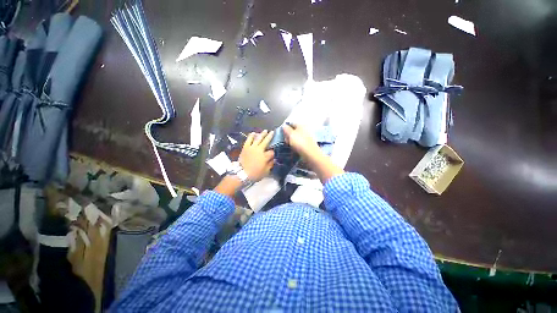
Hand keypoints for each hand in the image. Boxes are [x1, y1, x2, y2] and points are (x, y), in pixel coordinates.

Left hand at [239, 130, 274, 180]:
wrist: (241, 174)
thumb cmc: (255, 174)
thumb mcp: (265, 172)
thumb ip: (270, 165)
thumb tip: (274, 159)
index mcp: (265, 156)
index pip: (272, 152)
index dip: (274, 151)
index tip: (274, 151)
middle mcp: (259, 150)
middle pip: (266, 141)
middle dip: (270, 136)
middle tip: (272, 132)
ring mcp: (252, 147)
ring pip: (258, 138)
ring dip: (262, 134)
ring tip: (265, 130)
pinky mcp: (245, 147)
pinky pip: (248, 139)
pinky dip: (251, 135)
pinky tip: (253, 133)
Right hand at [283, 123, 343, 182]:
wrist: (311, 155)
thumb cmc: (300, 143)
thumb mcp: (291, 135)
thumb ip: (286, 129)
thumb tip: (284, 126)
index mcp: (301, 125)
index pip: (291, 123)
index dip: (285, 128)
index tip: (282, 134)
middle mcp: (305, 129)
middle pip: (294, 130)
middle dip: (288, 135)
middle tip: (285, 141)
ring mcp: (307, 136)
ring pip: (296, 137)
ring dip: (292, 141)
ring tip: (289, 145)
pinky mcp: (308, 144)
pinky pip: (300, 142)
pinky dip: (296, 145)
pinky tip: (294, 148)